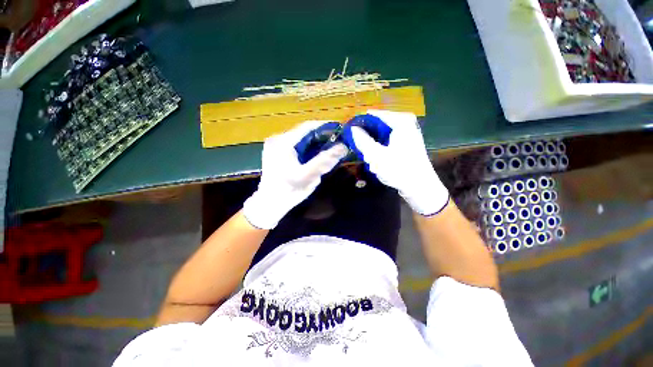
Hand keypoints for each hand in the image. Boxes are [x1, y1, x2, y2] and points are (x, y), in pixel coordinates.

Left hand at [243, 121, 348, 228]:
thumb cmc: (288, 191)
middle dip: (321, 135)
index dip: (325, 126)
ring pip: (299, 138)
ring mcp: (274, 145)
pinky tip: (314, 154)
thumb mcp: (308, 176)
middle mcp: (277, 139)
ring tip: (329, 147)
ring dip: (314, 142)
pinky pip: (294, 145)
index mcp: (283, 143)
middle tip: (337, 141)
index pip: (307, 127)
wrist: (270, 203)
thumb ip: (325, 161)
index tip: (339, 129)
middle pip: (303, 132)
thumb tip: (343, 147)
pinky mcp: (275, 152)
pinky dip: (306, 147)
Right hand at [344, 110, 448, 215]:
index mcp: (401, 121)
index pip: (374, 115)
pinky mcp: (407, 143)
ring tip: (369, 155)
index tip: (350, 131)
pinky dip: (380, 147)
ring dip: (373, 144)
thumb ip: (363, 140)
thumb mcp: (376, 155)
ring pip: (382, 133)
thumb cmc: (399, 169)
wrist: (420, 187)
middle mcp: (406, 123)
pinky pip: (388, 140)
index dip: (361, 123)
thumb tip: (353, 128)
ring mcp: (408, 133)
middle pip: (379, 124)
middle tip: (360, 148)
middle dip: (368, 136)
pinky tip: (377, 158)